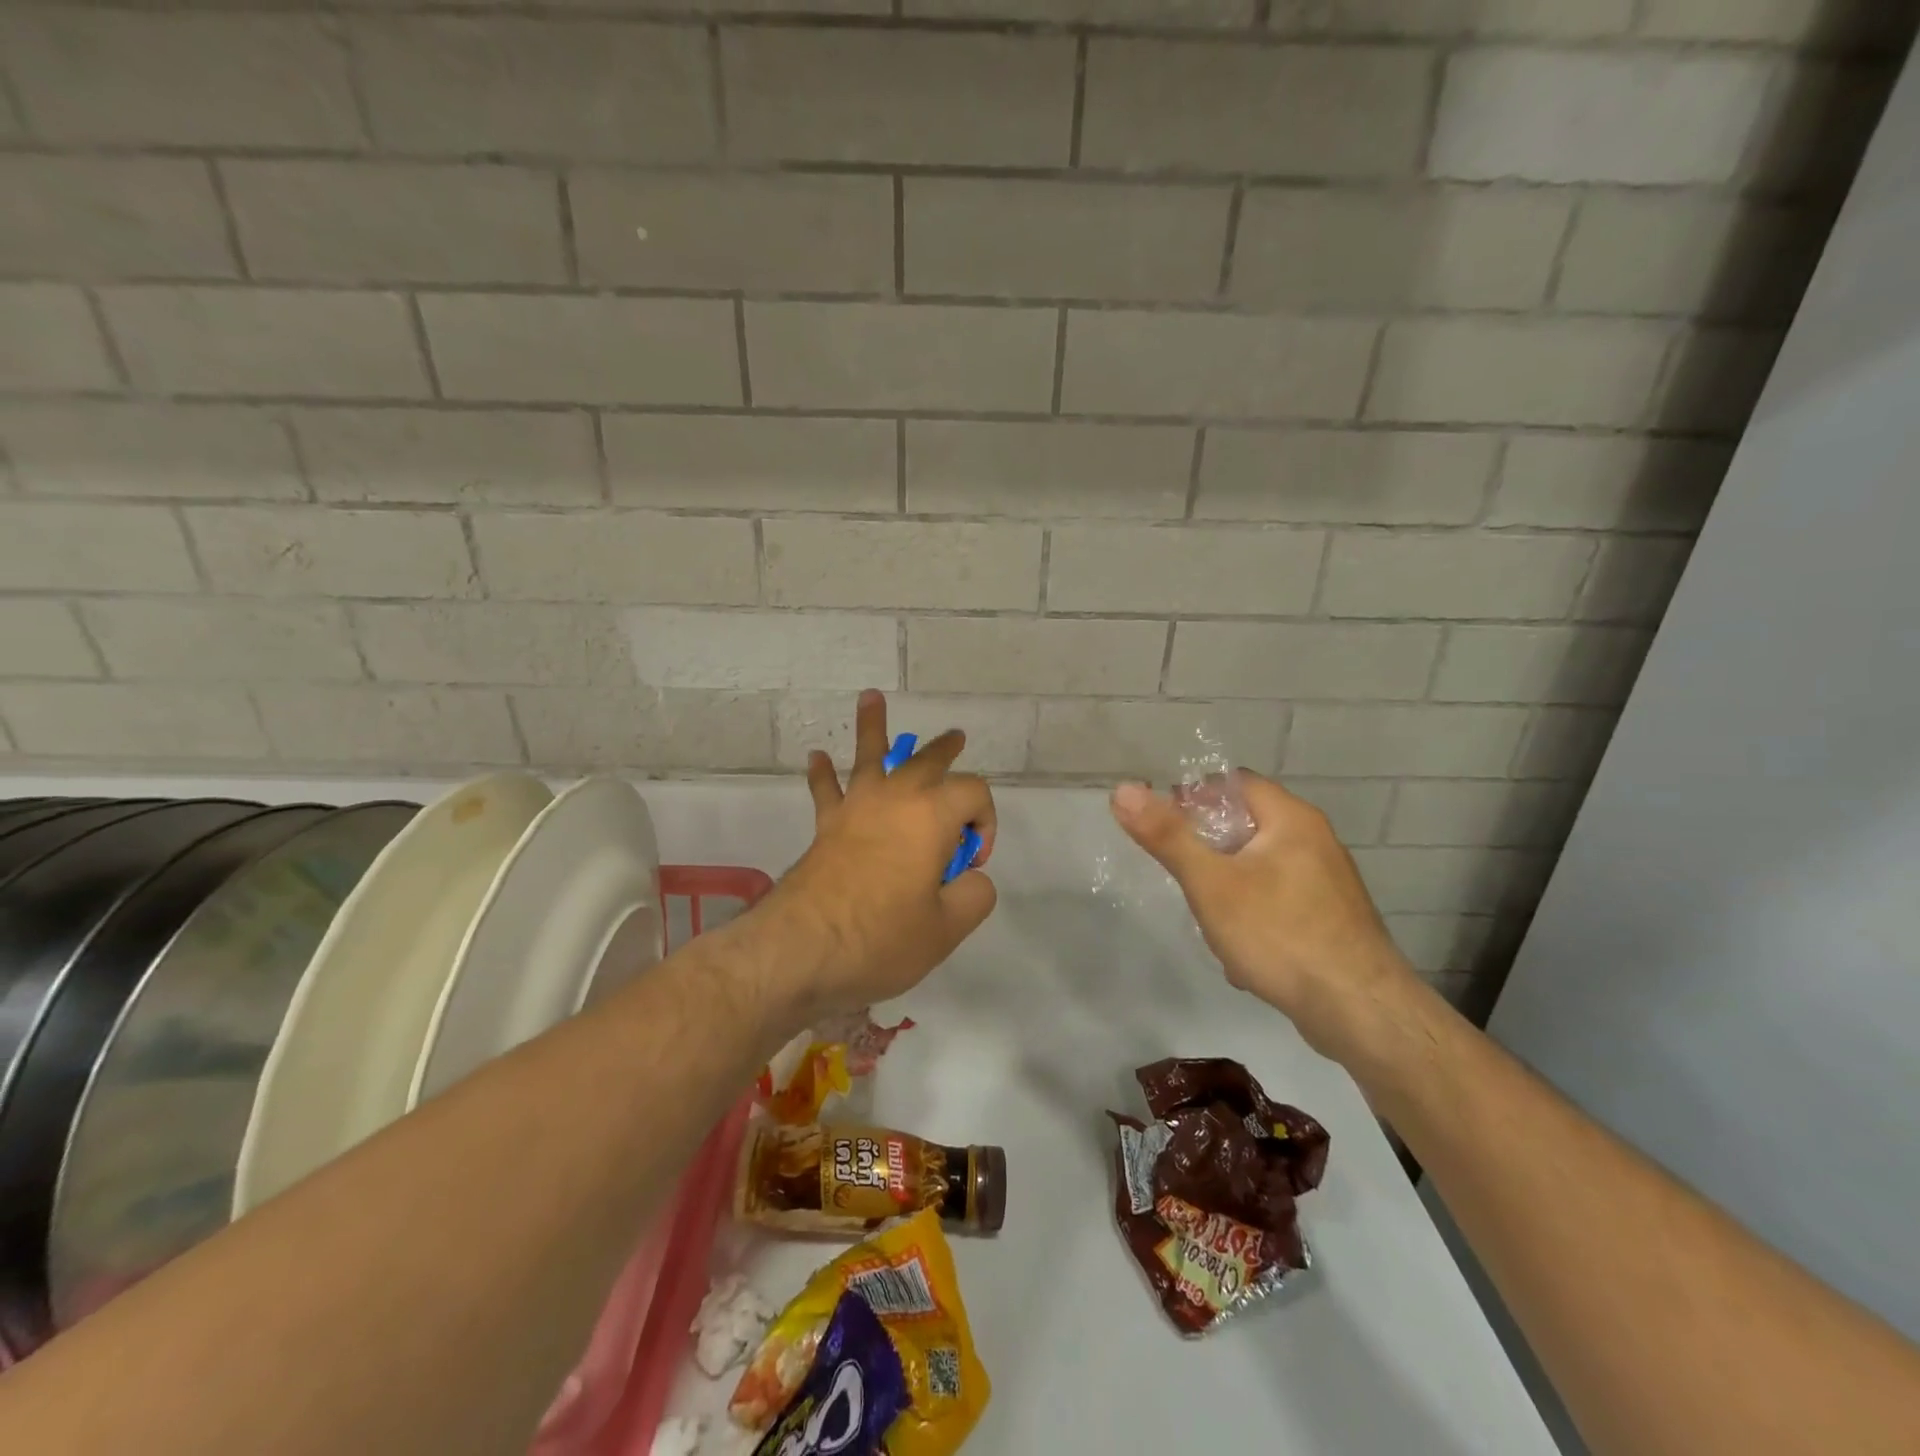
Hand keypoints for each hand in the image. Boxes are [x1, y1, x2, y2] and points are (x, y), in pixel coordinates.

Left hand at [767, 690, 997, 1017]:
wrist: (802, 947)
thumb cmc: (881, 936)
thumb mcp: (947, 929)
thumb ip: (974, 896)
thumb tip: (971, 878)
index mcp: (933, 815)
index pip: (974, 793)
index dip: (985, 822)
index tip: (971, 863)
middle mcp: (896, 799)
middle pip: (927, 761)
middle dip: (946, 750)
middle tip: (956, 739)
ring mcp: (857, 808)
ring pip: (870, 757)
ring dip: (874, 726)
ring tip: (871, 698)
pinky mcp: (827, 826)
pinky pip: (826, 789)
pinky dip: (823, 773)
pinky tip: (817, 757)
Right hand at [1110, 771, 1420, 1061]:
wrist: (1360, 1012)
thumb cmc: (1280, 934)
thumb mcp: (1211, 883)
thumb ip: (1167, 836)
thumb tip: (1123, 789)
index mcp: (1291, 819)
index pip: (1234, 783)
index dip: (1194, 797)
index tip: (1164, 827)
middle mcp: (1315, 841)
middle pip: (1245, 827)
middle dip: (1208, 852)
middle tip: (1183, 877)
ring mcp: (1327, 883)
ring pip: (1258, 870)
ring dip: (1228, 890)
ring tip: (1210, 921)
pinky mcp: (1330, 920)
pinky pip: (1278, 904)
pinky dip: (1254, 918)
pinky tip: (1242, 955)